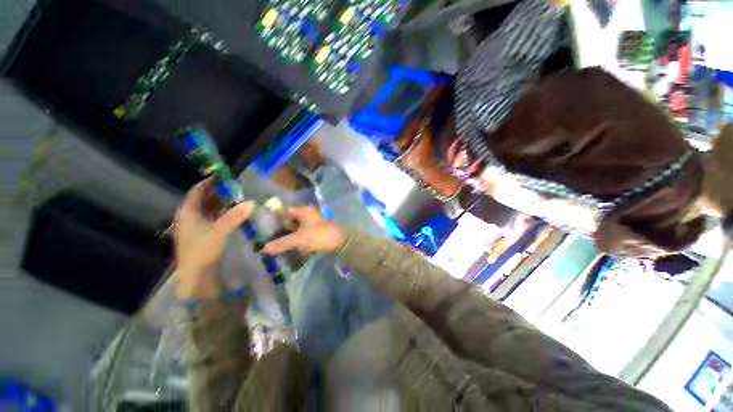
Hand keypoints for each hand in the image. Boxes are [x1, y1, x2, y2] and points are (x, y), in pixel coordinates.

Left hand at [175, 178, 253, 298]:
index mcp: (187, 213)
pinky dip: (222, 212)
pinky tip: (233, 212)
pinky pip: (213, 217)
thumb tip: (251, 202)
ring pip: (208, 208)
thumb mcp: (219, 232)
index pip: (197, 191)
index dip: (209, 182)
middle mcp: (189, 217)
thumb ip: (234, 216)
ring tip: (237, 196)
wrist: (196, 276)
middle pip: (203, 199)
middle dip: (218, 191)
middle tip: (235, 186)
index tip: (223, 176)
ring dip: (221, 202)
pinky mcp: (203, 234)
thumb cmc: (202, 251)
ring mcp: (196, 226)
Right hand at [262, 206, 344, 254]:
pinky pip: (302, 234)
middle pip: (290, 220)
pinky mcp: (316, 233)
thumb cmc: (319, 236)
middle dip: (280, 228)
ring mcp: (313, 224)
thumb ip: (282, 243)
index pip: (285, 211)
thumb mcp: (299, 239)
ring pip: (296, 228)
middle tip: (266, 237)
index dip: (275, 217)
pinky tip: (287, 247)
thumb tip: (264, 248)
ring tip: (274, 243)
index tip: (263, 226)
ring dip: (288, 235)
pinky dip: (295, 239)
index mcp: (304, 211)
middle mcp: (308, 215)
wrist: (340, 243)